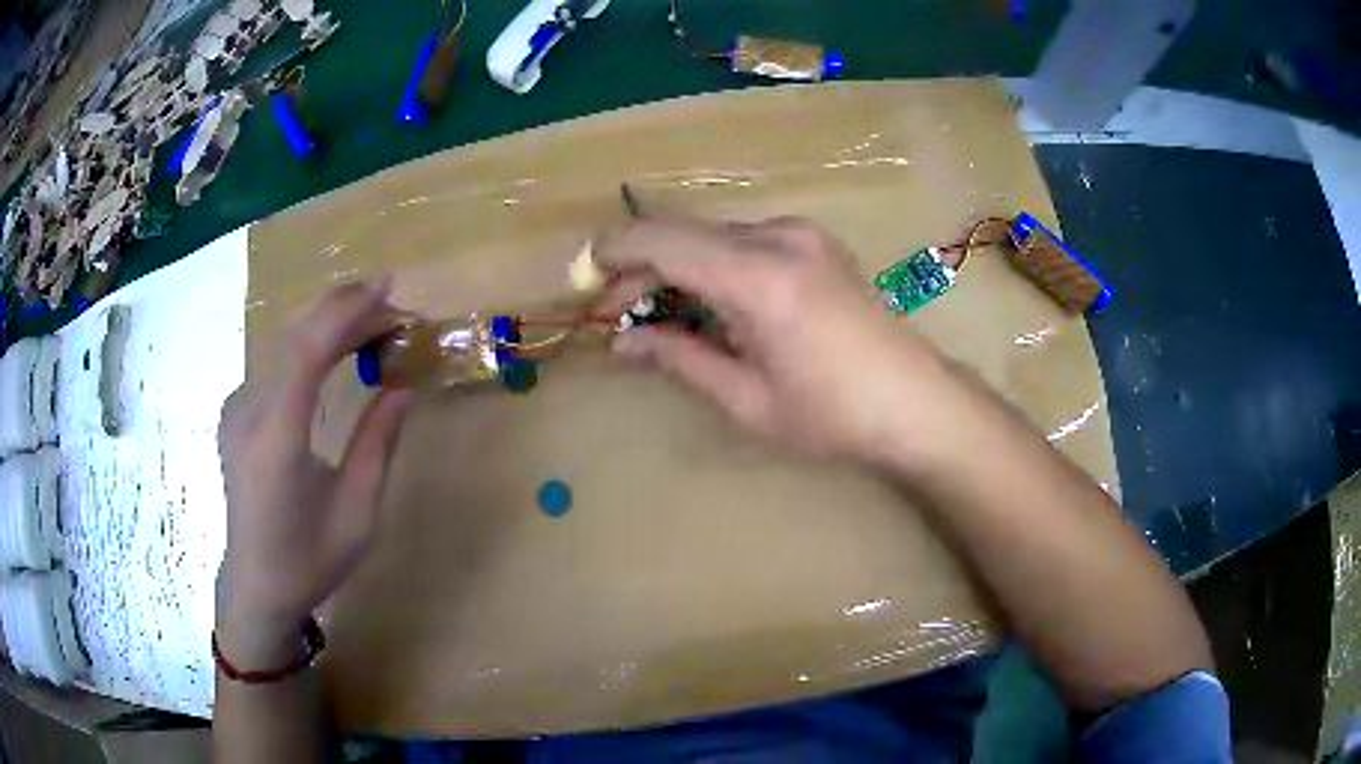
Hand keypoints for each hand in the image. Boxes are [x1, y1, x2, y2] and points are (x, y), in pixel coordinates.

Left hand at [216, 279, 412, 664]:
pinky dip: (309, 350)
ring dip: (330, 330)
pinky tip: (334, 357)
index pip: (308, 352)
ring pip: (285, 348)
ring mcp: (236, 411)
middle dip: (346, 312)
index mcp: (277, 440)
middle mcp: (248, 413)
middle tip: (394, 312)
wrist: (256, 586)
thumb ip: (378, 444)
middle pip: (296, 339)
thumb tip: (403, 386)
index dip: (347, 312)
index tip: (388, 287)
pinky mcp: (235, 415)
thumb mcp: (358, 513)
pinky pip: (275, 366)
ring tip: (373, 331)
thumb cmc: (310, 560)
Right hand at [597, 216, 955, 460]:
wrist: (916, 402)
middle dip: (641, 268)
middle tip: (620, 319)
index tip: (585, 285)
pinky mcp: (813, 241)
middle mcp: (778, 236)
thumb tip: (622, 342)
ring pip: (711, 236)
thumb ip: (679, 359)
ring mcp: (801, 233)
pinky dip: (713, 266)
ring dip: (677, 268)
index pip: (660, 239)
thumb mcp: (747, 399)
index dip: (612, 254)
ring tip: (666, 320)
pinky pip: (742, 241)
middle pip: (682, 233)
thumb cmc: (833, 415)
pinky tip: (714, 306)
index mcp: (758, 276)